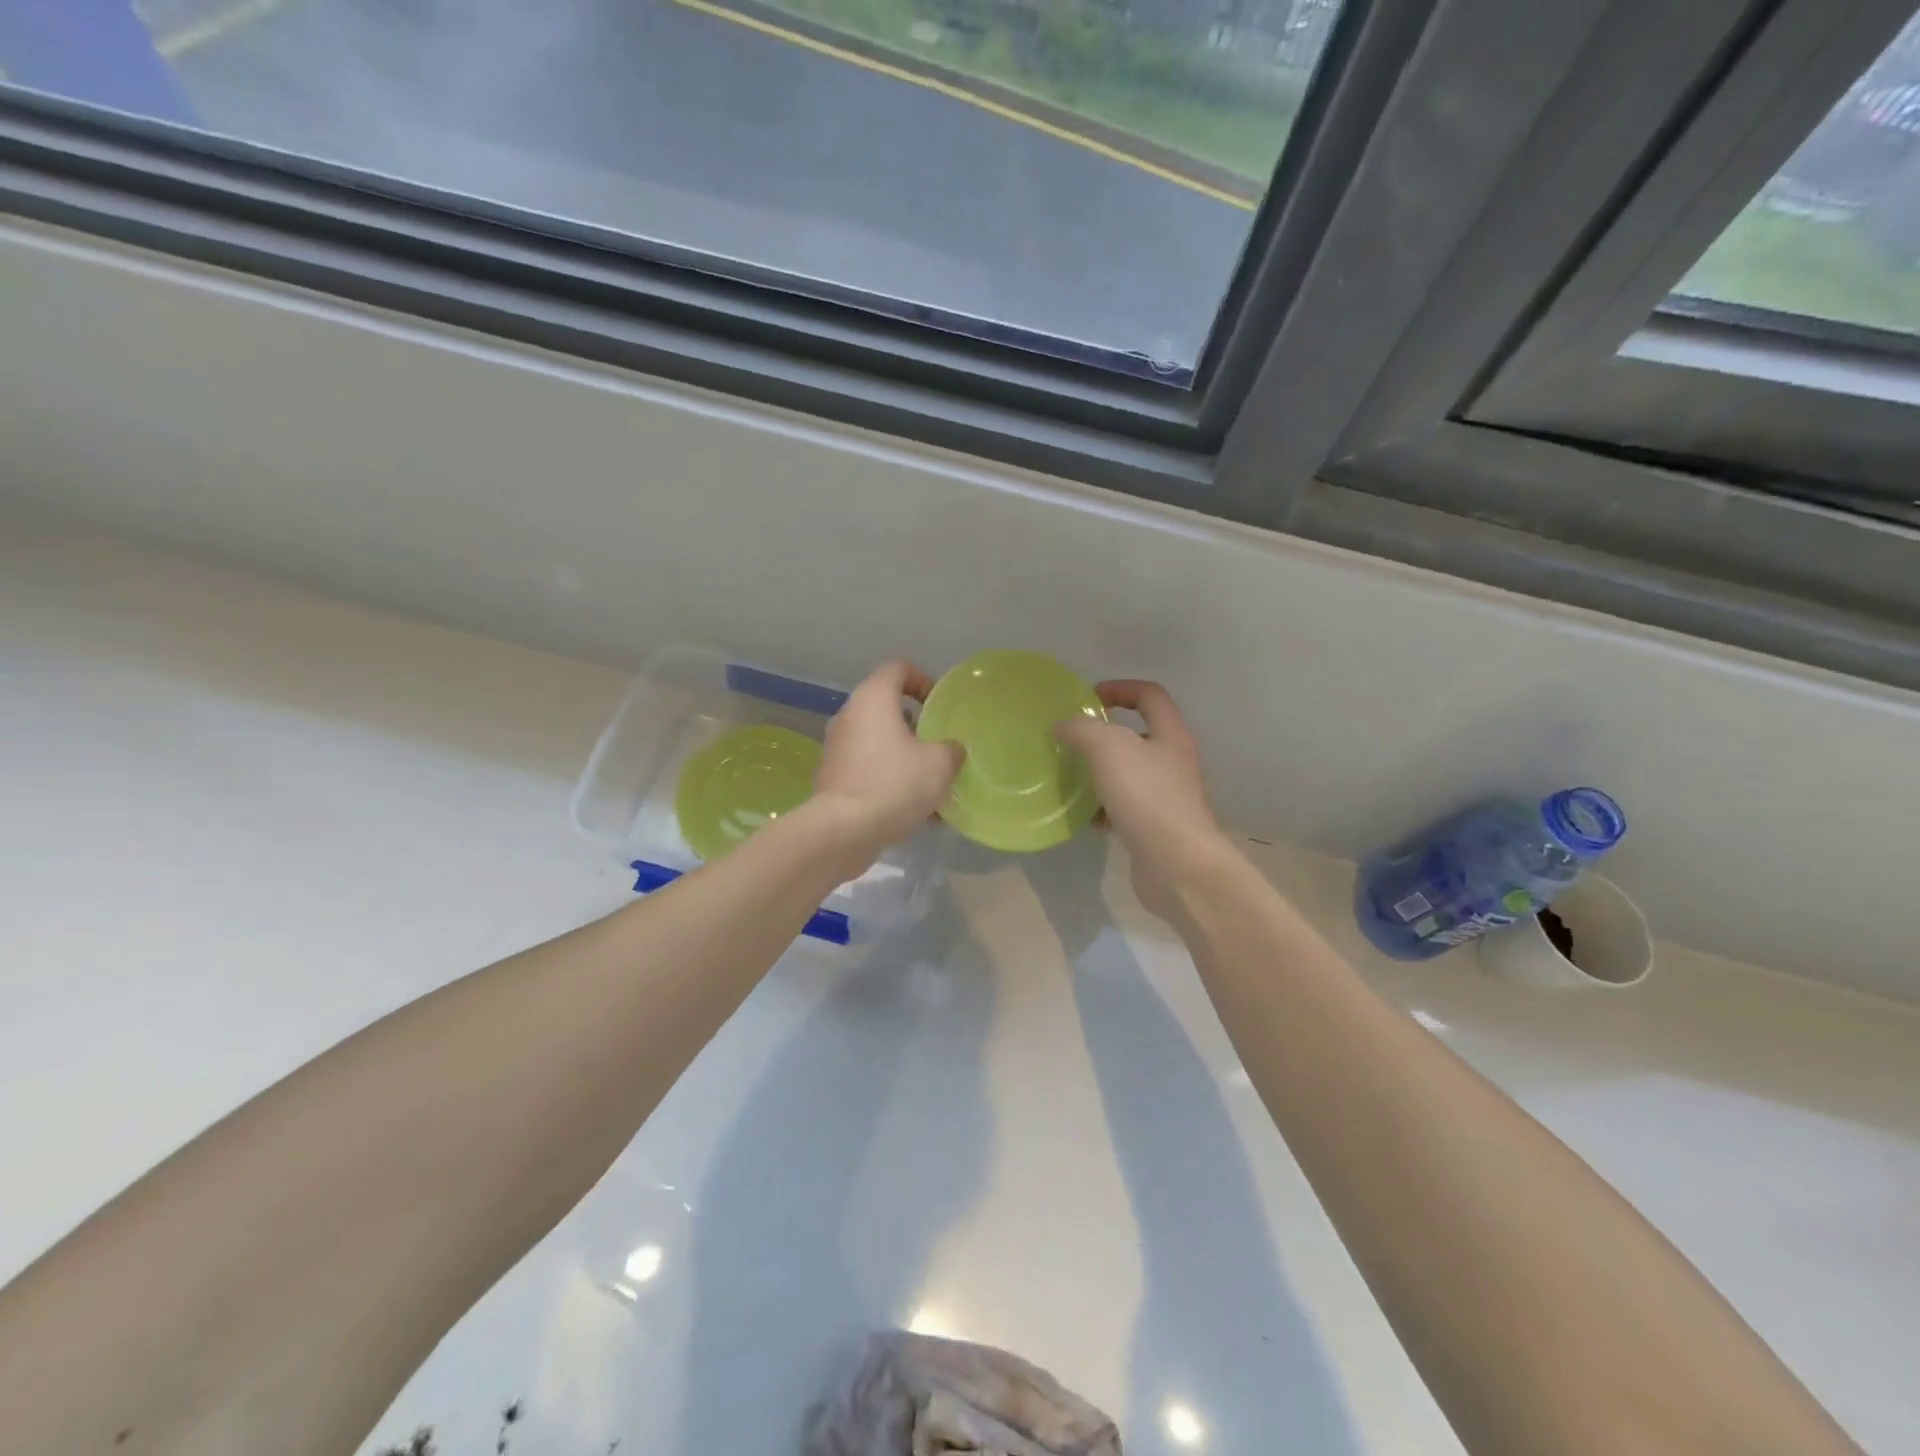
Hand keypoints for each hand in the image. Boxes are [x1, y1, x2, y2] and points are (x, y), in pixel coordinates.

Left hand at [813, 658, 964, 864]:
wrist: (843, 830)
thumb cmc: (894, 784)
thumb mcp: (940, 765)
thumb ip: (951, 749)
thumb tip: (950, 750)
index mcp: (873, 698)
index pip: (898, 667)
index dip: (922, 679)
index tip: (938, 705)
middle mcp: (849, 715)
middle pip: (886, 707)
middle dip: (915, 726)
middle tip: (937, 747)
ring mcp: (836, 746)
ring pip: (877, 741)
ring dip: (903, 757)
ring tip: (929, 785)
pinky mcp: (831, 776)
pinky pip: (867, 768)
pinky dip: (887, 779)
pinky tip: (910, 809)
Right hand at [1055, 681, 1233, 918]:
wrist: (1177, 865)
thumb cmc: (1146, 796)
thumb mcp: (1107, 748)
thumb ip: (1081, 729)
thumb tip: (1063, 727)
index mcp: (1170, 734)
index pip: (1148, 695)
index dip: (1118, 688)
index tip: (1086, 700)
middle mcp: (1174, 761)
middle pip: (1138, 735)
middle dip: (1103, 736)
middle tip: (1072, 741)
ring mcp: (1168, 796)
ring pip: (1129, 774)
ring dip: (1101, 773)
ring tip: (1072, 778)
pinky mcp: (1157, 827)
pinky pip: (1126, 808)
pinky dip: (1104, 809)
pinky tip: (1086, 818)